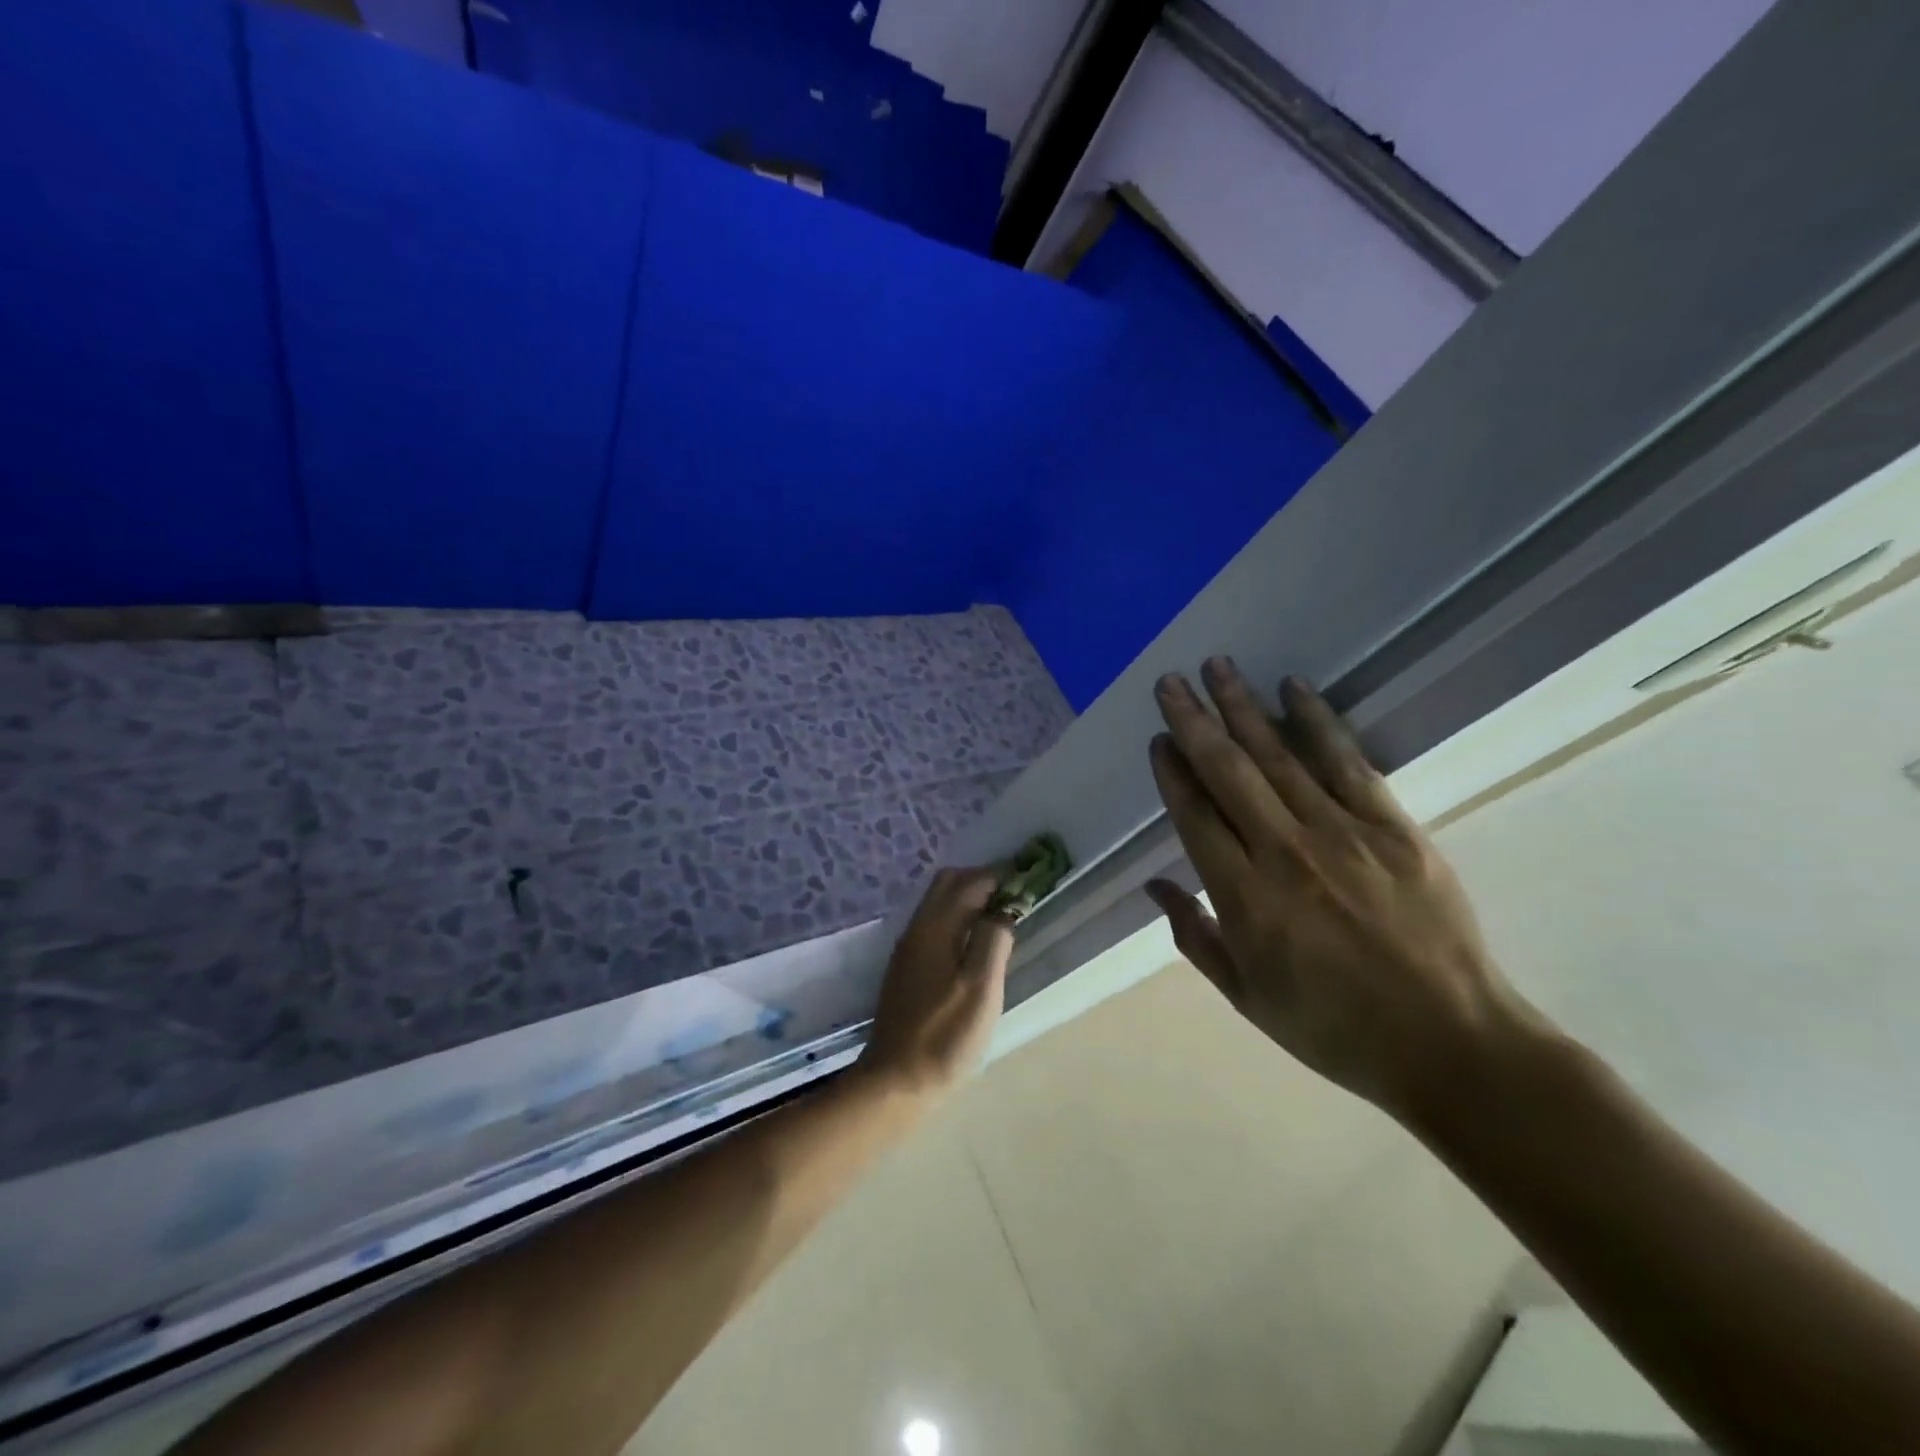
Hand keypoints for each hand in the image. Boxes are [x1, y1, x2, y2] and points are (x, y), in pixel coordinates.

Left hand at [864, 867, 1014, 1095]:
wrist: (896, 1079)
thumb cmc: (945, 1034)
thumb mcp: (981, 988)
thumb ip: (993, 940)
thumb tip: (1003, 909)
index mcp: (935, 928)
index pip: (968, 882)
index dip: (999, 875)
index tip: (1027, 878)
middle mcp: (917, 929)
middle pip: (947, 884)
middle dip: (981, 880)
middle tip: (1014, 895)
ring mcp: (908, 948)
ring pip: (938, 903)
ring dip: (969, 898)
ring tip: (1001, 915)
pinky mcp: (907, 968)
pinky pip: (935, 923)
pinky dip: (958, 917)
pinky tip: (975, 941)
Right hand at [1143, 661, 1538, 1123]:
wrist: (1451, 1044)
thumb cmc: (1335, 1029)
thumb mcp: (1247, 998)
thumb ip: (1195, 937)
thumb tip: (1155, 884)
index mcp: (1245, 899)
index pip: (1196, 816)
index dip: (1173, 773)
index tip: (1158, 739)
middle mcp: (1285, 853)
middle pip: (1229, 772)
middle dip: (1195, 722)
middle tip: (1170, 682)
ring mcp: (1342, 835)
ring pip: (1279, 757)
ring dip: (1244, 708)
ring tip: (1218, 668)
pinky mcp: (1392, 828)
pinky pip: (1347, 763)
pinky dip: (1317, 722)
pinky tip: (1294, 689)